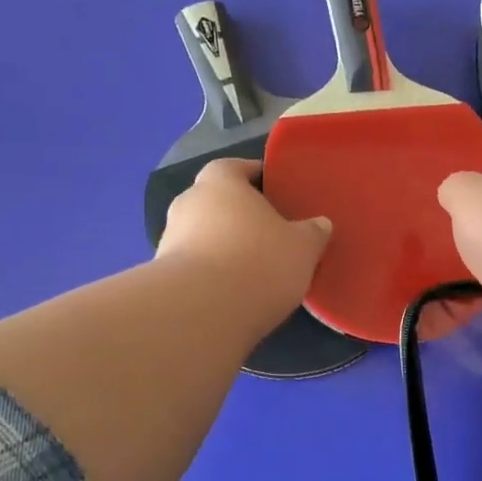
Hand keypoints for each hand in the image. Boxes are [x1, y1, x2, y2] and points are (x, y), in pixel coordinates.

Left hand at [156, 159, 333, 321]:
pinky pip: (193, 267)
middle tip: (266, 233)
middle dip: (238, 215)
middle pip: (216, 202)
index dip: (254, 176)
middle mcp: (188, 203)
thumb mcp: (302, 247)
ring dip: (221, 247)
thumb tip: (320, 225)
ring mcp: (169, 240)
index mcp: (219, 182)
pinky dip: (209, 275)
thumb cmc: (258, 262)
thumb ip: (312, 232)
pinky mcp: (162, 278)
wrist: (201, 313)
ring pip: (202, 236)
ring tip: (250, 269)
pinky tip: (231, 294)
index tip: (274, 191)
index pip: (235, 167)